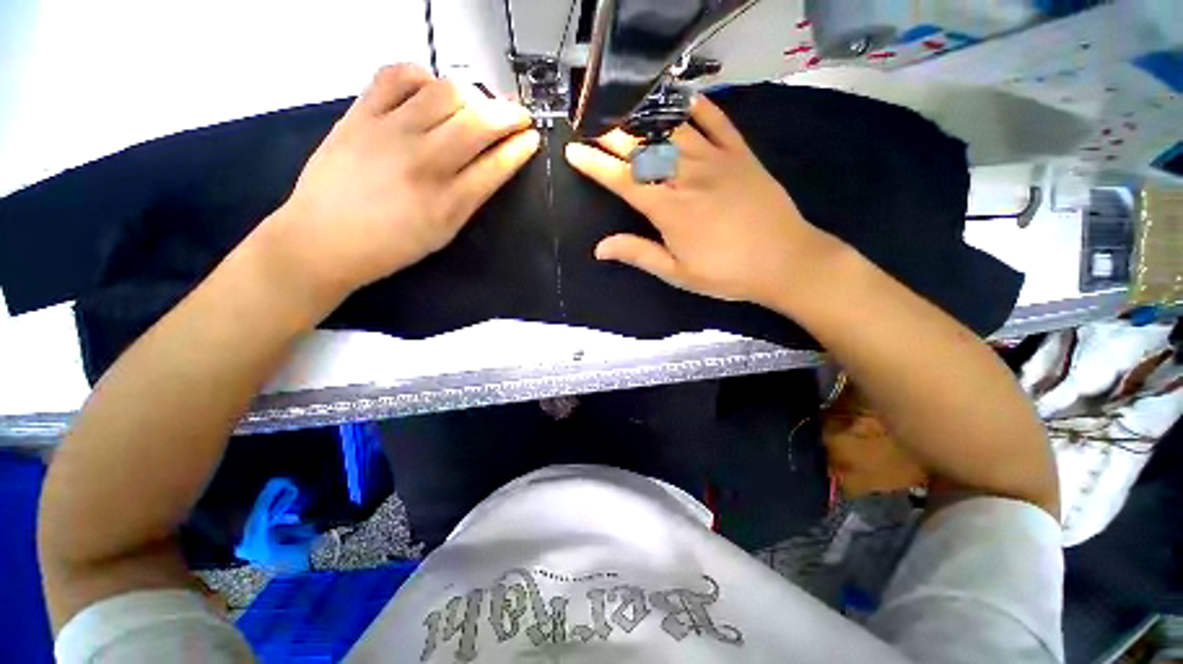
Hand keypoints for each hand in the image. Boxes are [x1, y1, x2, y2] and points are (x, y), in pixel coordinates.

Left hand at [260, 64, 539, 300]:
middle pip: (478, 122)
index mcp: (448, 203)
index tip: (532, 137)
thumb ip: (470, 199)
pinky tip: (428, 89)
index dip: (520, 147)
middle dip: (509, 114)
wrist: (322, 241)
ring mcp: (389, 132)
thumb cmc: (391, 247)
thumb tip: (493, 164)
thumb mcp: (443, 233)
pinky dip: (422, 75)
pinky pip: (397, 75)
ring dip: (473, 94)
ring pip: (445, 91)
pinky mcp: (359, 114)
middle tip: (517, 115)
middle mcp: (424, 162)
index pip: (496, 165)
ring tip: (475, 105)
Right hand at [564, 96, 842, 307]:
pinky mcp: (741, 154)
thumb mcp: (677, 273)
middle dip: (612, 135)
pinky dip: (698, 108)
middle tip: (591, 123)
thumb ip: (639, 254)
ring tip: (623, 109)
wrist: (784, 261)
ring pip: (673, 131)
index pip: (623, 180)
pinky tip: (681, 101)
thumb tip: (600, 248)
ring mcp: (716, 161)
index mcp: (669, 210)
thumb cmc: (726, 273)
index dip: (595, 164)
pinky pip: (717, 122)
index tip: (574, 151)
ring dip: (645, 119)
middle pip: (643, 149)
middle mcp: (687, 177)